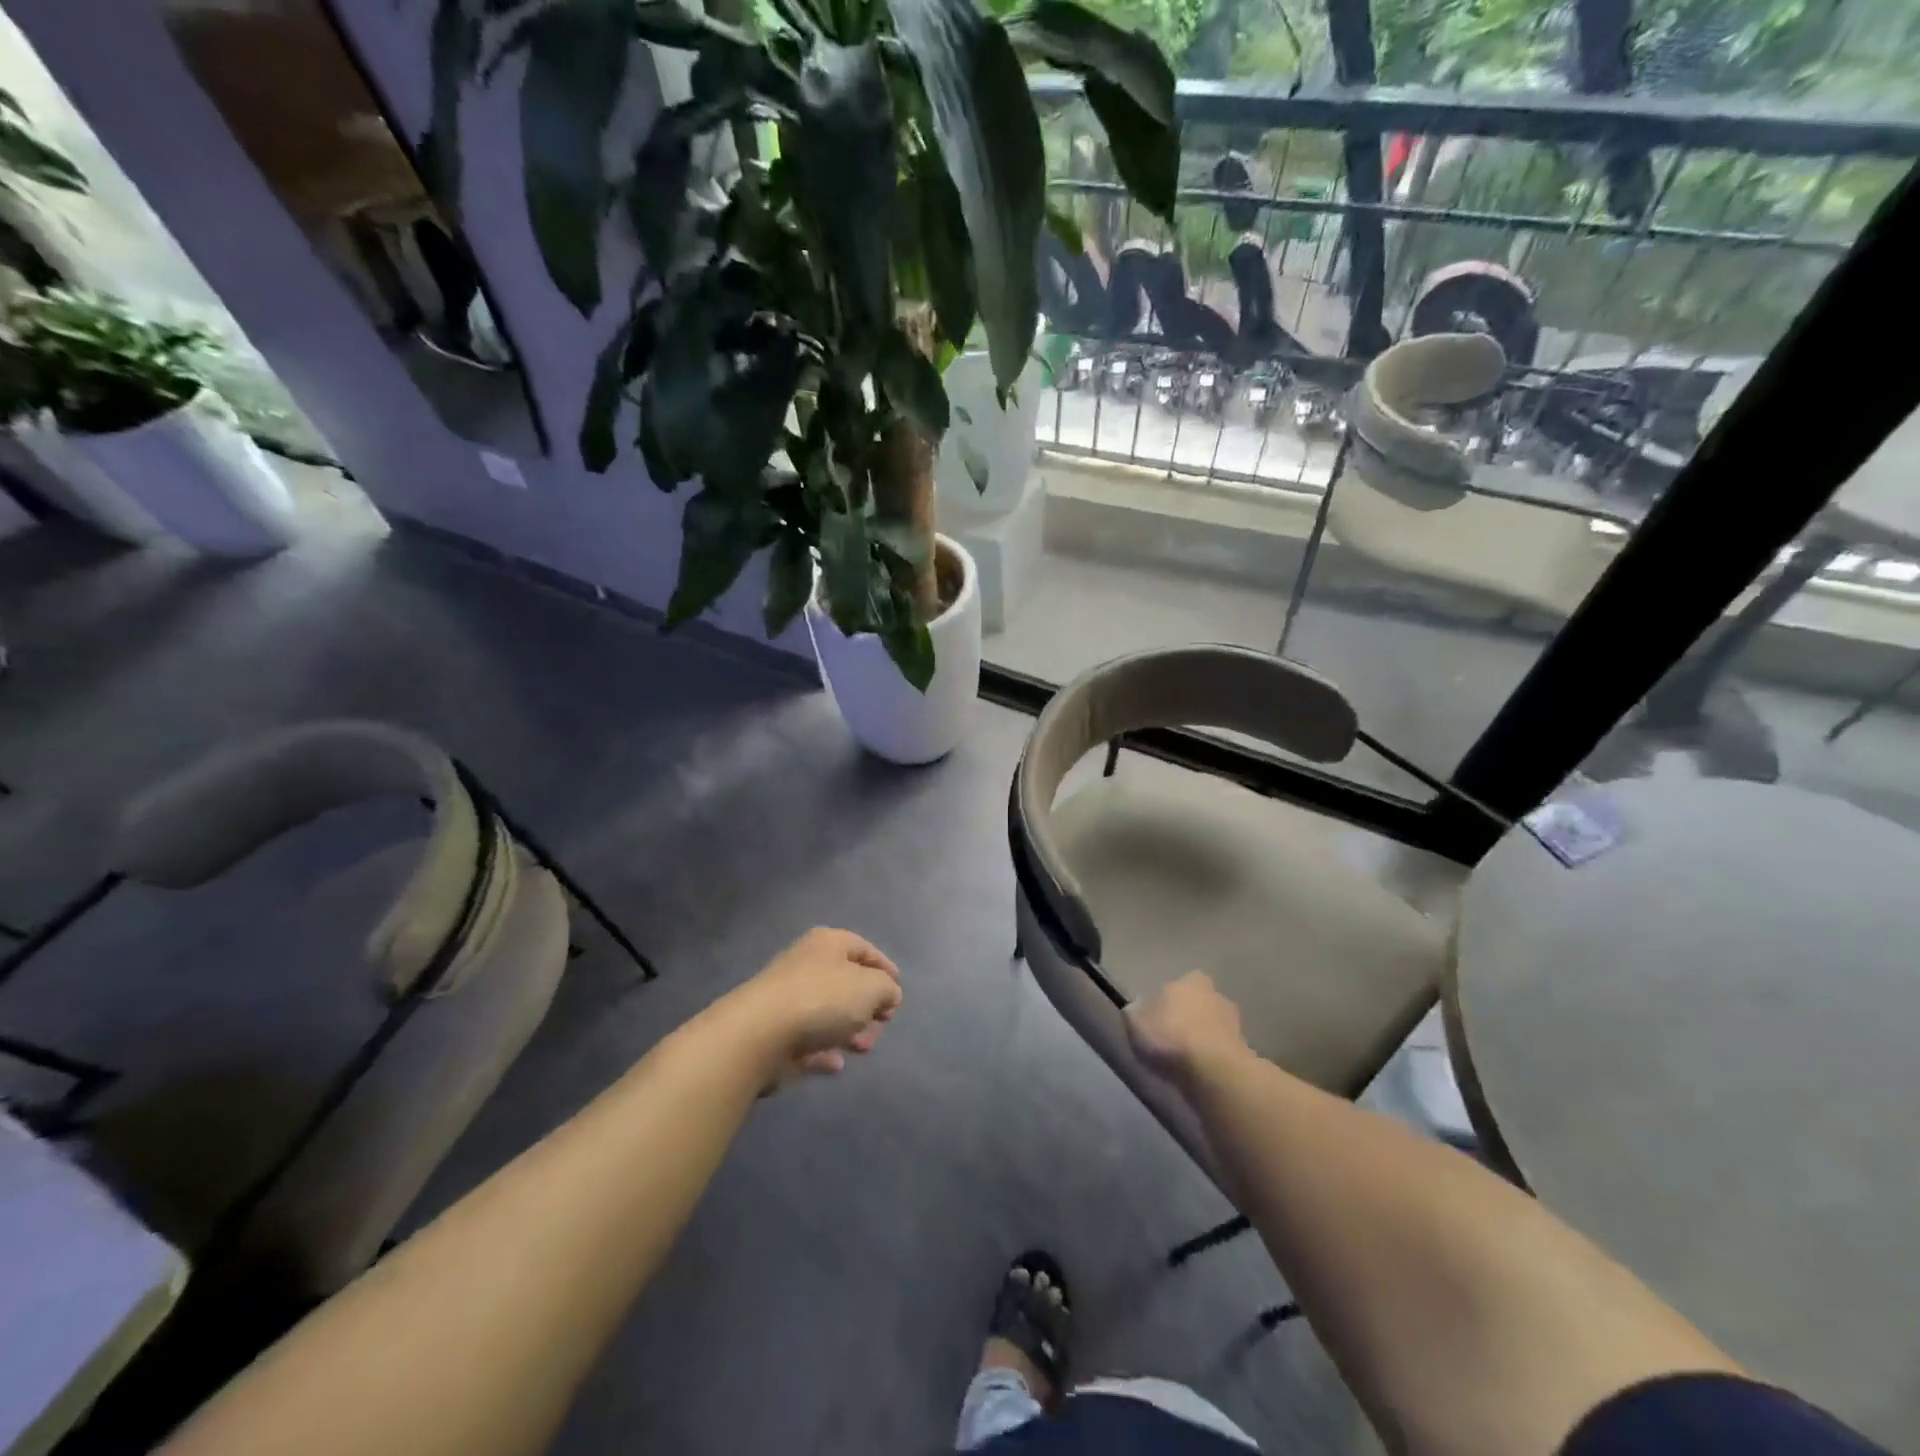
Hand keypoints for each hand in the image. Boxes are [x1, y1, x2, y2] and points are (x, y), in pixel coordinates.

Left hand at [726, 927, 901, 1084]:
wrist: (759, 1034)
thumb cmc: (822, 1000)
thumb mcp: (872, 988)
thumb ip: (887, 989)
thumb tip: (887, 995)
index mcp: (828, 943)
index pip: (864, 948)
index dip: (885, 968)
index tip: (898, 993)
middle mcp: (806, 964)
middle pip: (846, 983)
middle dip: (868, 1007)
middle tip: (880, 1026)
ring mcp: (787, 998)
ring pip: (828, 1013)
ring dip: (849, 1031)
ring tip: (860, 1049)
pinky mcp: (774, 1031)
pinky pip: (808, 1039)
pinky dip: (824, 1050)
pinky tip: (835, 1064)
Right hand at [1126, 972, 1247, 1087]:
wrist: (1215, 1074)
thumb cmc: (1170, 1038)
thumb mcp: (1135, 1022)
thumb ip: (1135, 1011)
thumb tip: (1138, 1008)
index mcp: (1190, 979)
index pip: (1175, 986)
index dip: (1164, 1003)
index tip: (1155, 1021)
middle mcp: (1216, 994)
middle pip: (1196, 1004)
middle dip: (1186, 1018)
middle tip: (1169, 1040)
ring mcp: (1235, 1022)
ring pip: (1211, 1027)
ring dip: (1202, 1039)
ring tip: (1185, 1061)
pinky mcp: (1246, 1051)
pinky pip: (1221, 1050)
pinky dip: (1212, 1058)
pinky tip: (1200, 1073)